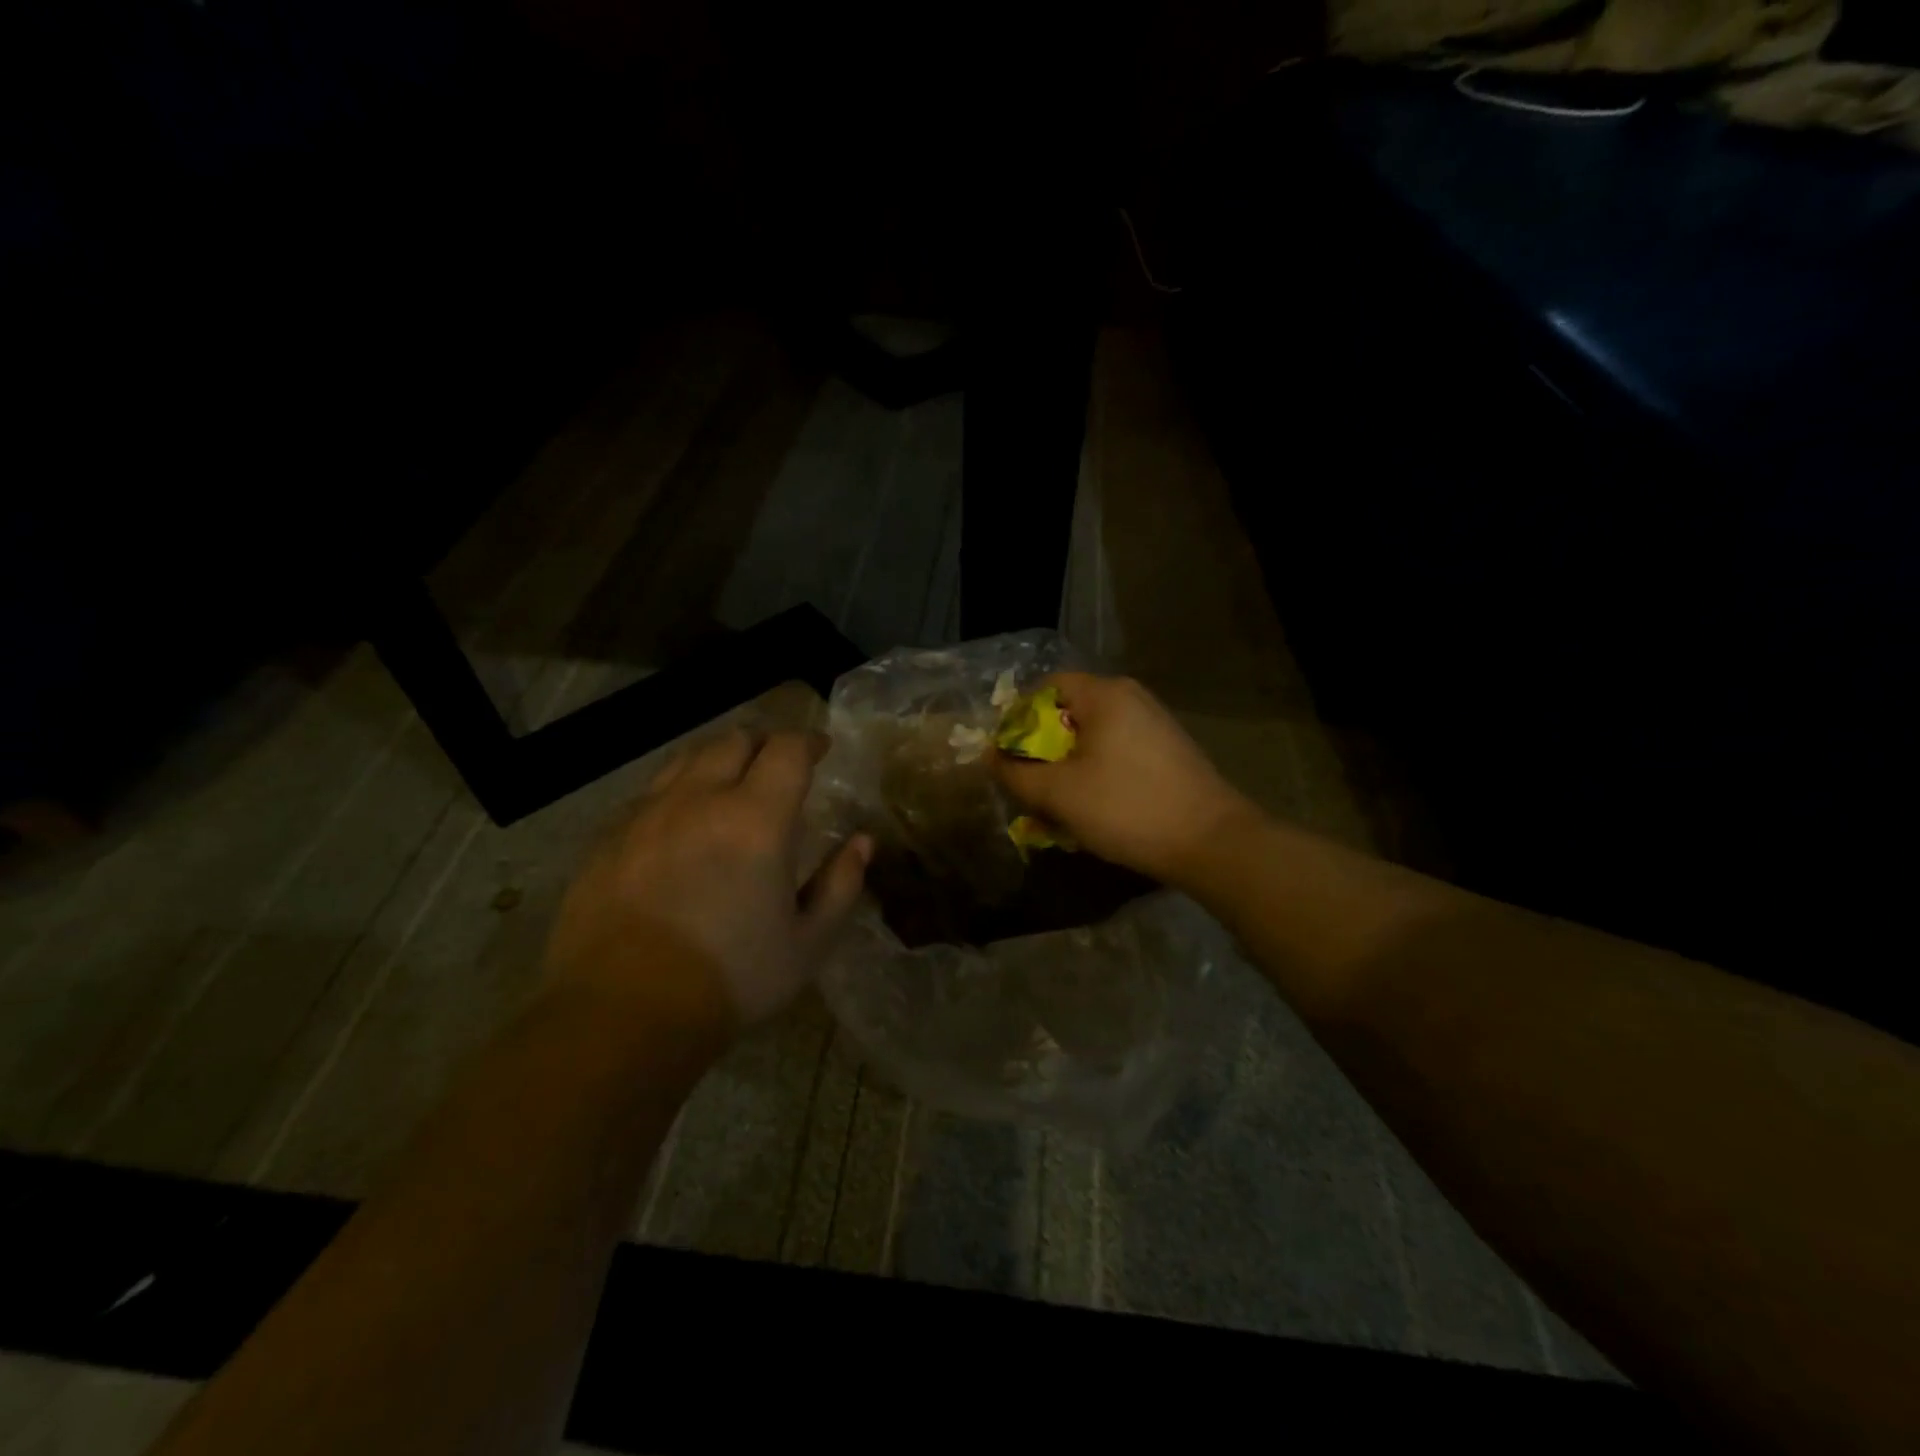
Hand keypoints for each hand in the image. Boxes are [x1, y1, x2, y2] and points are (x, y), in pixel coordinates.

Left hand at [544, 729, 871, 1028]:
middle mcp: (699, 800)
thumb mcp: (807, 944)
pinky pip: (649, 793)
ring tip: (729, 783)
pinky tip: (680, 823)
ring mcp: (646, 814)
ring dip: (717, 758)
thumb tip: (862, 842)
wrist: (621, 1015)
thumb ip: (841, 884)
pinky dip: (677, 791)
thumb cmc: (731, 980)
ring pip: (686, 758)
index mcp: (756, 820)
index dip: (809, 741)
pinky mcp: (607, 837)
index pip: (787, 749)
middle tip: (777, 765)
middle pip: (734, 740)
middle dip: (763, 742)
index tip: (821, 749)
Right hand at [989, 673, 1257, 887]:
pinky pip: (1117, 753)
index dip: (1018, 717)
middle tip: (1029, 785)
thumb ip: (1016, 774)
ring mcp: (1154, 724)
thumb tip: (990, 757)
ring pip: (1093, 738)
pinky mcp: (1168, 752)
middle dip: (1042, 749)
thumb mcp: (1059, 794)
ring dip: (1068, 768)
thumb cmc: (1127, 808)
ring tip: (1058, 806)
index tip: (1007, 755)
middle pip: (1069, 712)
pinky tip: (1094, 810)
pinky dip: (1096, 774)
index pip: (1046, 686)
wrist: (1211, 842)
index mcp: (1105, 695)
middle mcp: (1132, 698)